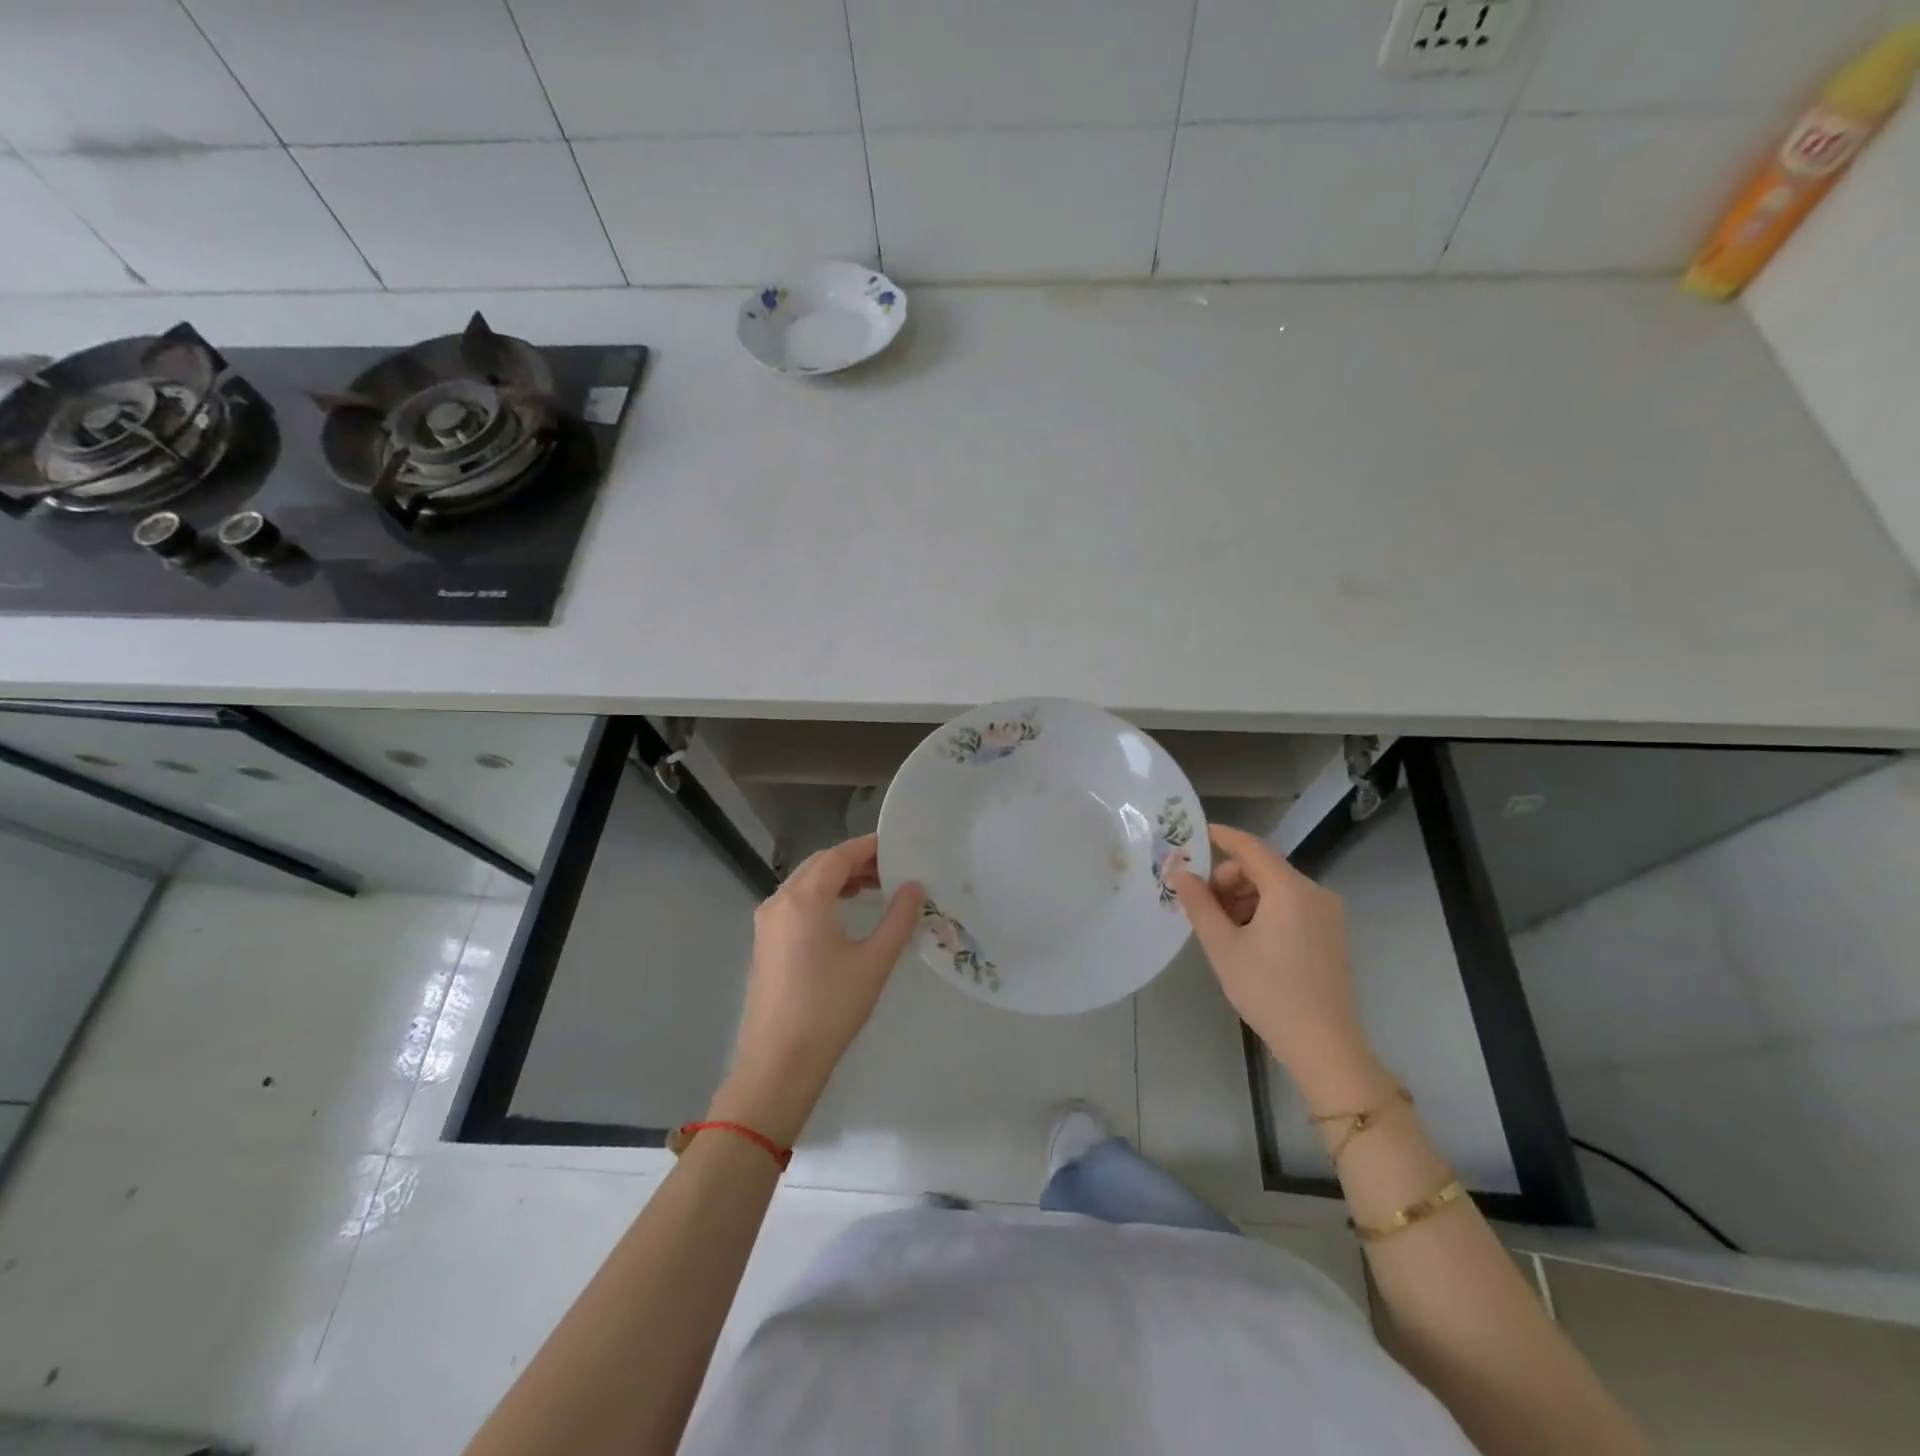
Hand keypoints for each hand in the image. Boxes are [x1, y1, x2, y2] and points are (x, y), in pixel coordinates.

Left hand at [711, 834, 922, 1144]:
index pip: (840, 855)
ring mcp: (767, 921)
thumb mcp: (874, 961)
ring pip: (805, 882)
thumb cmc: (830, 1008)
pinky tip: (843, 912)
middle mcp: (780, 900)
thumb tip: (914, 886)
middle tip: (891, 870)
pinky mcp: (764, 941)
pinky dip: (821, 895)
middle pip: (820, 864)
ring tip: (873, 888)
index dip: (869, 847)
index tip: (898, 848)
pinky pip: (795, 901)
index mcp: (805, 897)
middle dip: (855, 861)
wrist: (778, 1062)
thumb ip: (899, 918)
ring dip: (837, 878)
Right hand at [1168, 826, 1381, 1101]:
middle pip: (1261, 869)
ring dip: (1244, 899)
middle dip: (1227, 881)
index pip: (1250, 848)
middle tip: (1203, 909)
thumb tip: (1178, 871)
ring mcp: (1326, 913)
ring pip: (1274, 888)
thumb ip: (1198, 903)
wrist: (1323, 1044)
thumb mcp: (1222, 945)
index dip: (1221, 837)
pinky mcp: (1330, 933)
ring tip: (1223, 931)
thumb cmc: (1267, 990)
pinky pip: (1290, 906)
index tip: (1194, 835)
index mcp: (1289, 889)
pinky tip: (1247, 941)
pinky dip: (1264, 911)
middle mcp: (1313, 892)